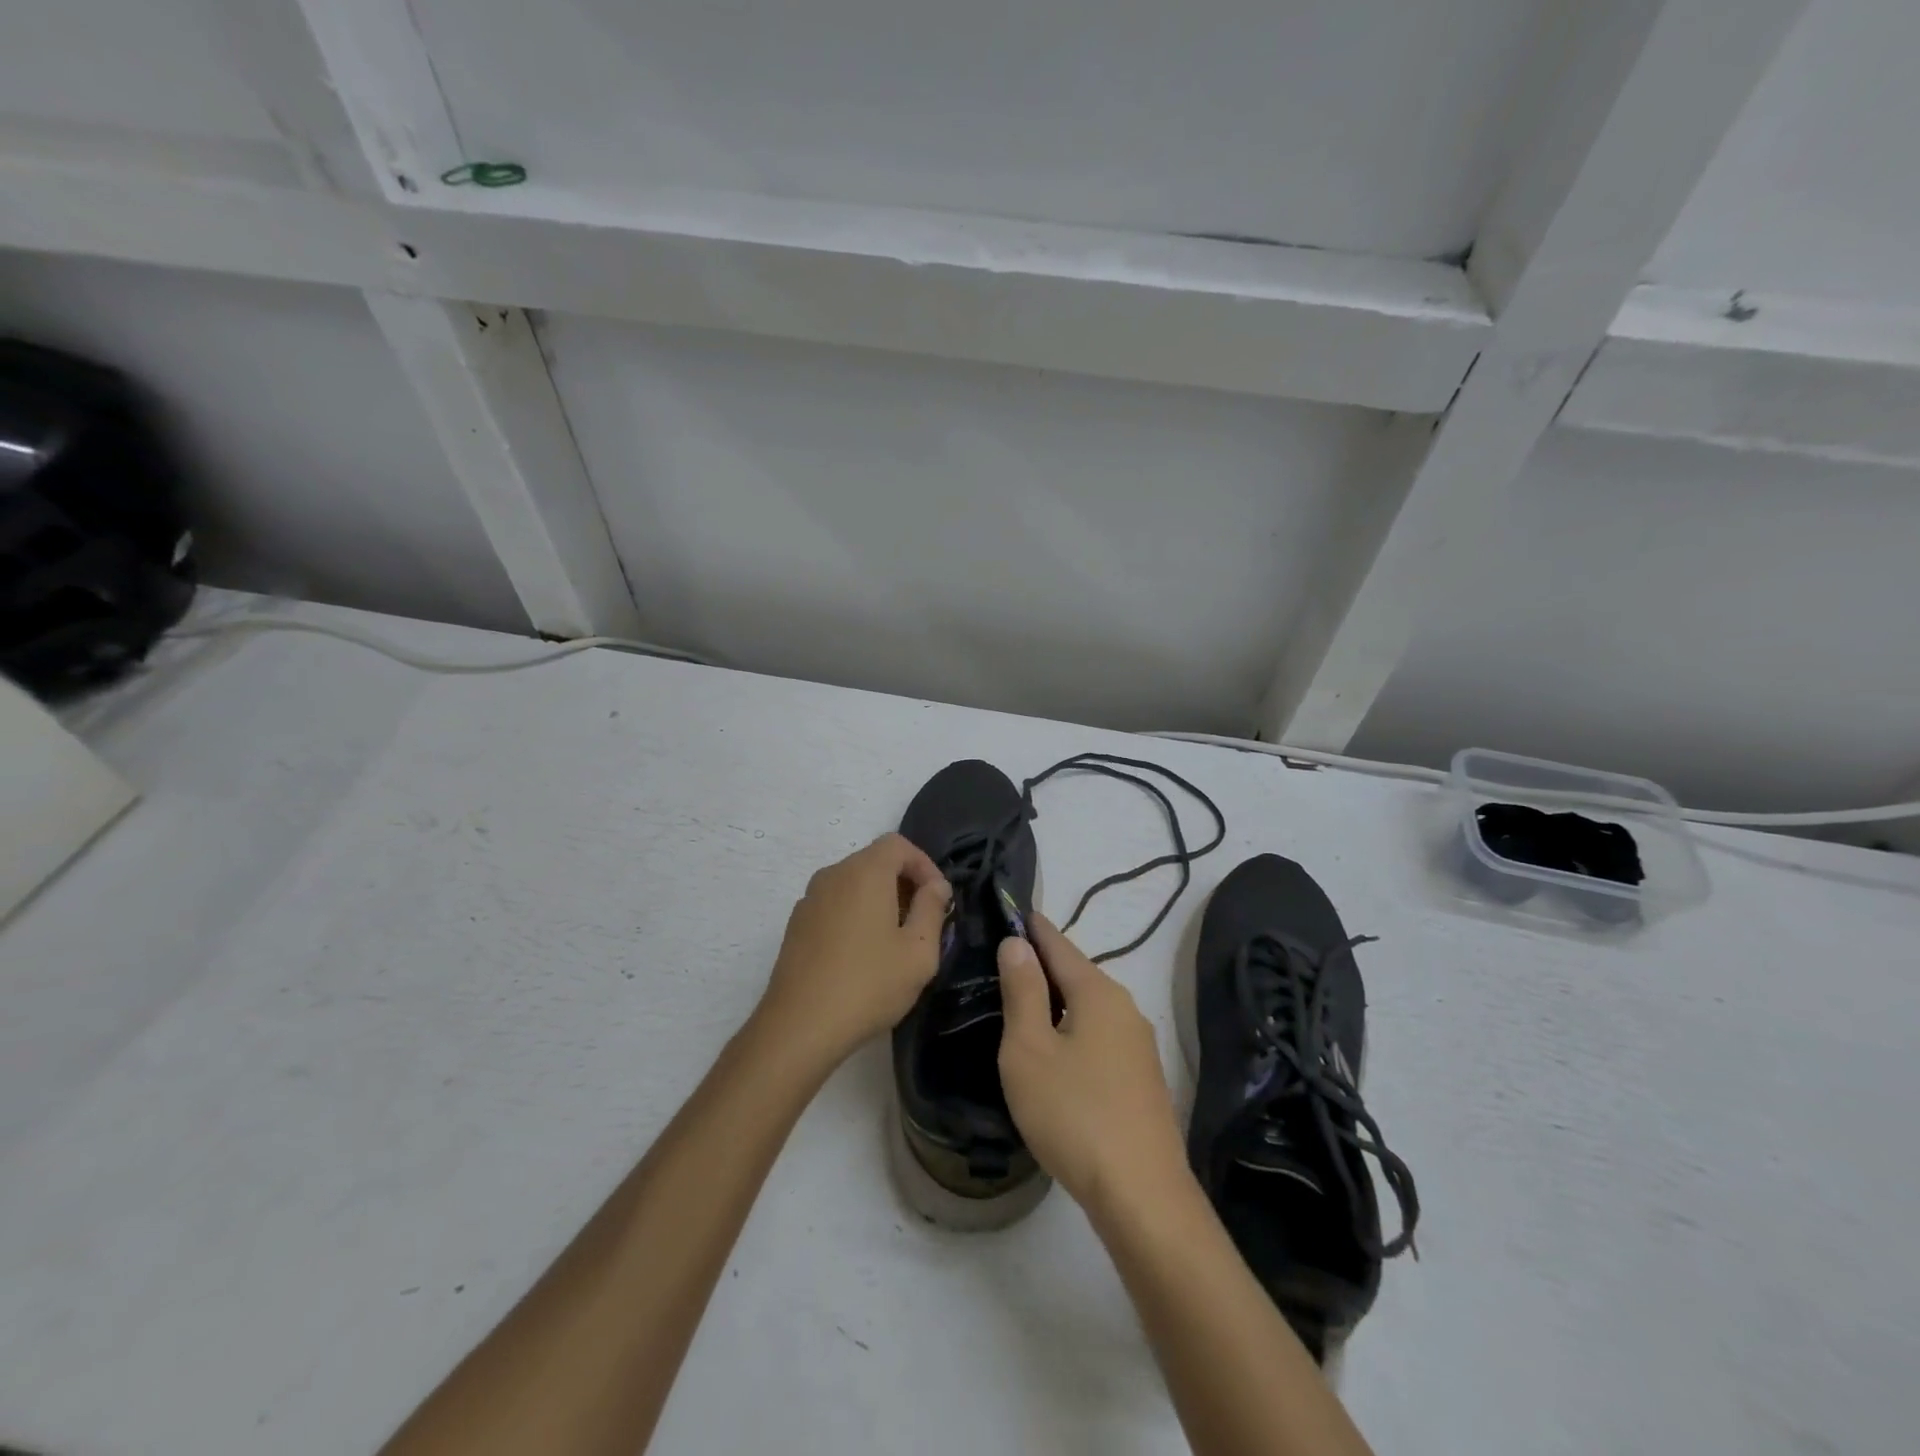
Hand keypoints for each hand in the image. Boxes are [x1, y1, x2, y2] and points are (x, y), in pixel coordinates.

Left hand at [758, 833, 950, 1070]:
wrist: (799, 1027)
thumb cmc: (868, 985)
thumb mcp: (919, 952)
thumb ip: (932, 909)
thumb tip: (936, 886)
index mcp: (864, 873)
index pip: (898, 844)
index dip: (924, 865)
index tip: (939, 900)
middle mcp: (833, 875)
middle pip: (875, 861)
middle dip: (904, 883)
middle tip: (923, 921)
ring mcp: (810, 899)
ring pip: (853, 883)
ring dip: (880, 899)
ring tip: (896, 940)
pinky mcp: (796, 924)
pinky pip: (835, 904)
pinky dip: (856, 914)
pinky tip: (863, 954)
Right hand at [996, 914, 1190, 1218]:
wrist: (1141, 1194)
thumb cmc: (1073, 1113)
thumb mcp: (1029, 1049)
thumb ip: (1022, 991)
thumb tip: (1017, 943)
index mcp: (1097, 992)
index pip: (1058, 944)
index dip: (1033, 928)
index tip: (1012, 911)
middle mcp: (1125, 1007)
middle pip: (1076, 973)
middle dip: (1043, 964)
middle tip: (1006, 960)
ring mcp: (1139, 1044)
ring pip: (1089, 1006)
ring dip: (1058, 999)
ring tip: (1024, 1002)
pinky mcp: (1142, 1077)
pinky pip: (1100, 1035)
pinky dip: (1074, 1028)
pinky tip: (1057, 1050)